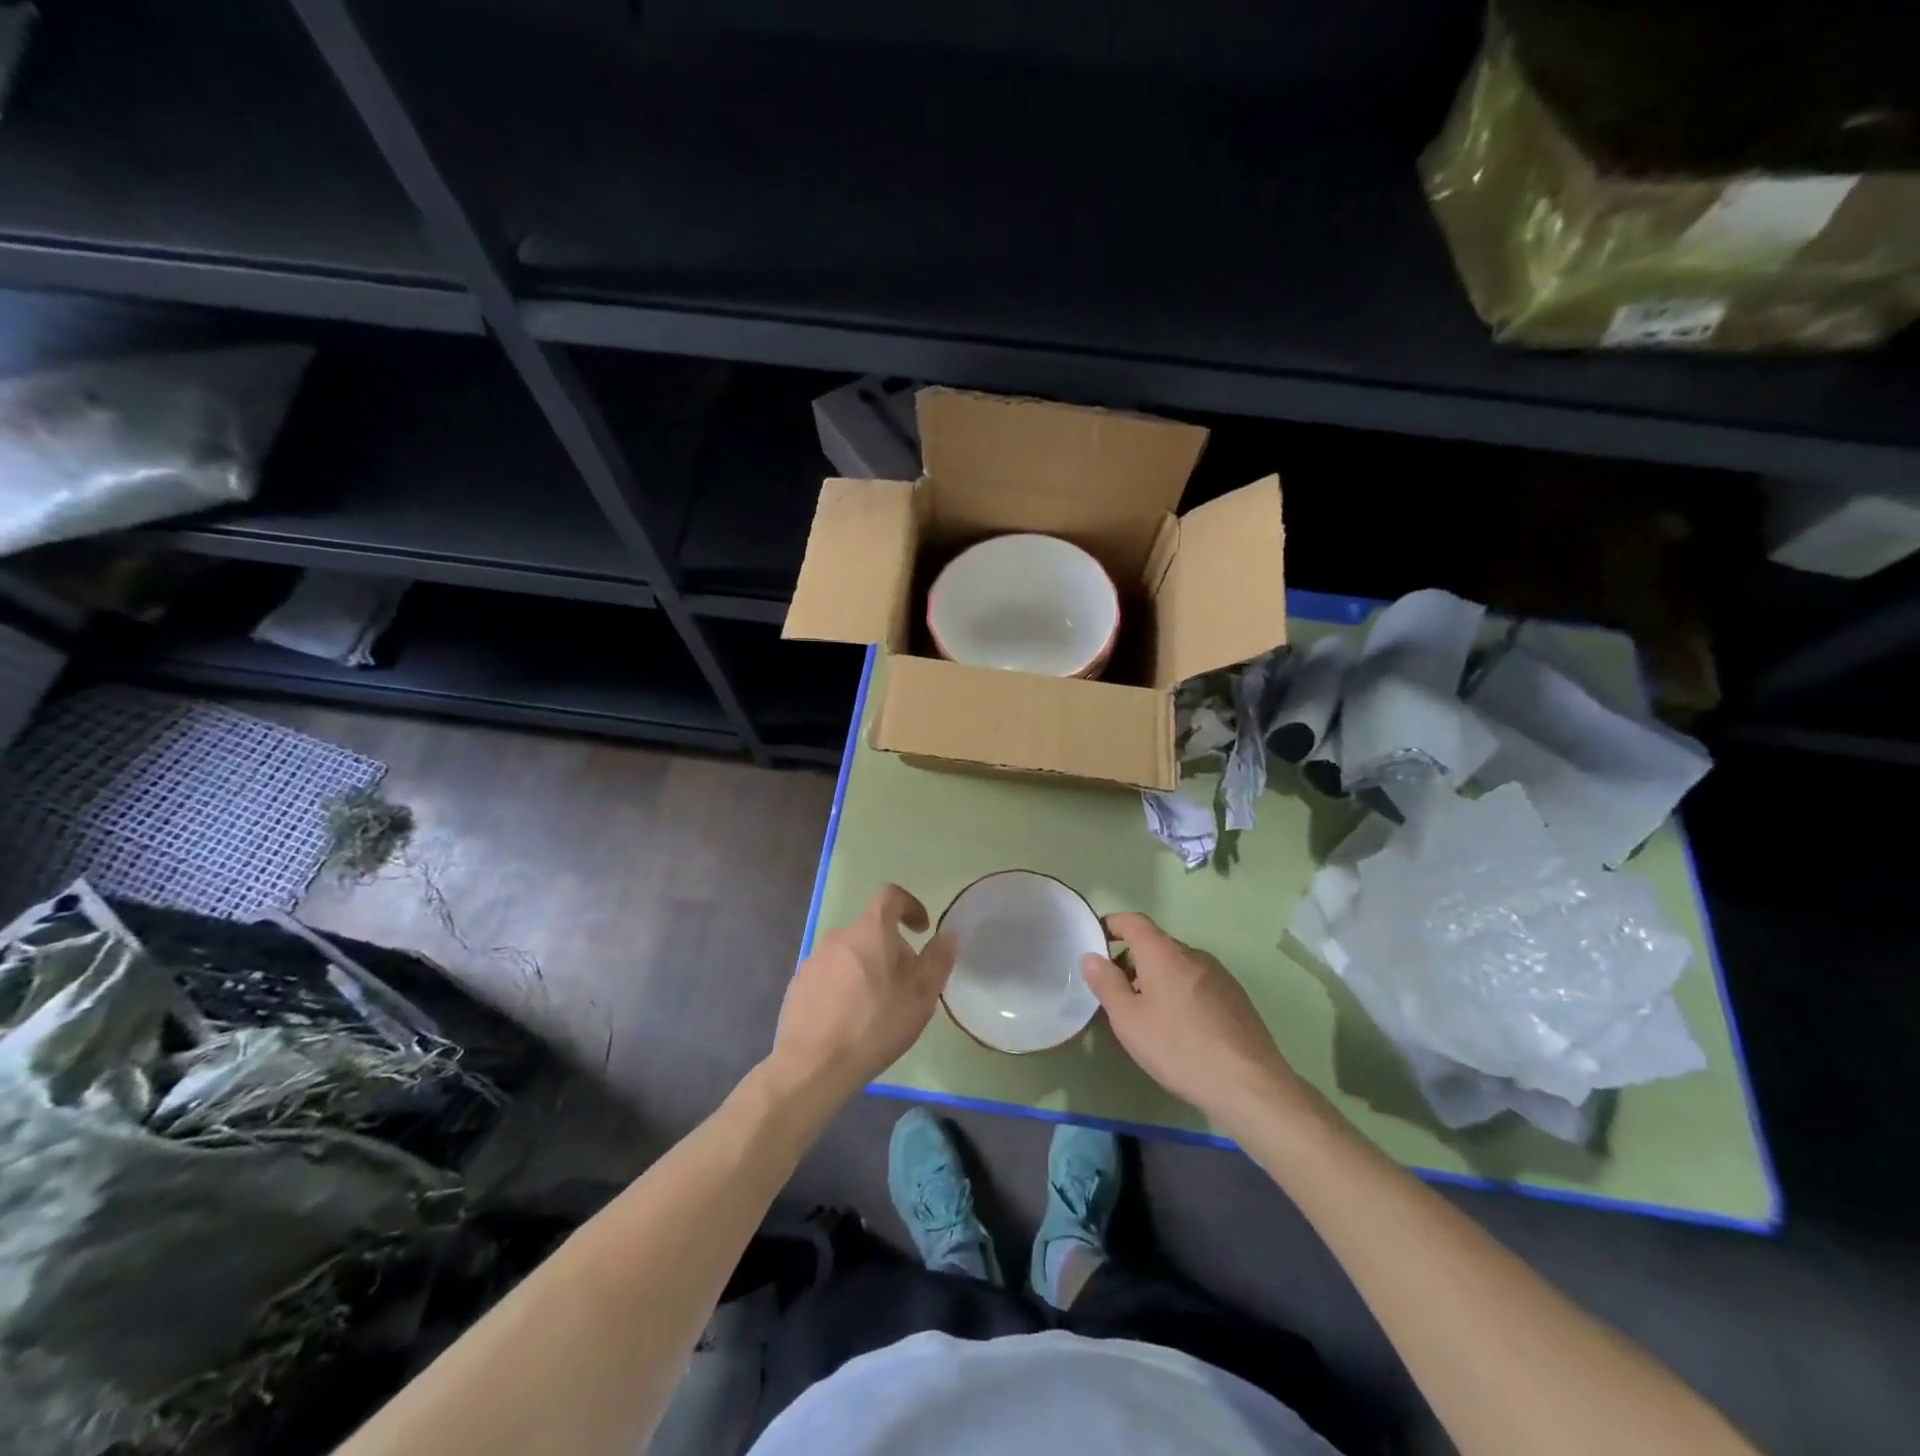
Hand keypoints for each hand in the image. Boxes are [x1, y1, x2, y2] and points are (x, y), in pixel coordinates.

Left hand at [769, 885, 956, 1103]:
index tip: (921, 929)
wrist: (813, 1065)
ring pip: (850, 955)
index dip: (909, 905)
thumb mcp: (920, 996)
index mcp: (871, 931)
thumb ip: (937, 960)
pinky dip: (844, 987)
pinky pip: (830, 975)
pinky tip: (849, 1020)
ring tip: (876, 1008)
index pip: (890, 896)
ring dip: (867, 970)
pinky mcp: (798, 985)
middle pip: (872, 931)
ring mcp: (814, 960)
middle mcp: (839, 937)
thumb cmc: (875, 1025)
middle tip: (905, 986)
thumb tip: (947, 935)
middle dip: (892, 950)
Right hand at [1081, 912, 1311, 1130]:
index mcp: (1164, 953)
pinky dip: (1180, 993)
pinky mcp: (1236, 997)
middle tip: (1117, 994)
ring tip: (1148, 1017)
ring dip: (1157, 980)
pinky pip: (1197, 983)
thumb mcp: (1129, 1020)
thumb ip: (1106, 984)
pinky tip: (1180, 1030)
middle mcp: (1193, 954)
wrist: (1248, 1084)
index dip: (1111, 925)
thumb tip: (1091, 956)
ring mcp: (1219, 975)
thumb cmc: (1178, 1048)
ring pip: (1177, 966)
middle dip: (1132, 961)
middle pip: (1155, 945)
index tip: (1096, 941)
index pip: (1133, 921)